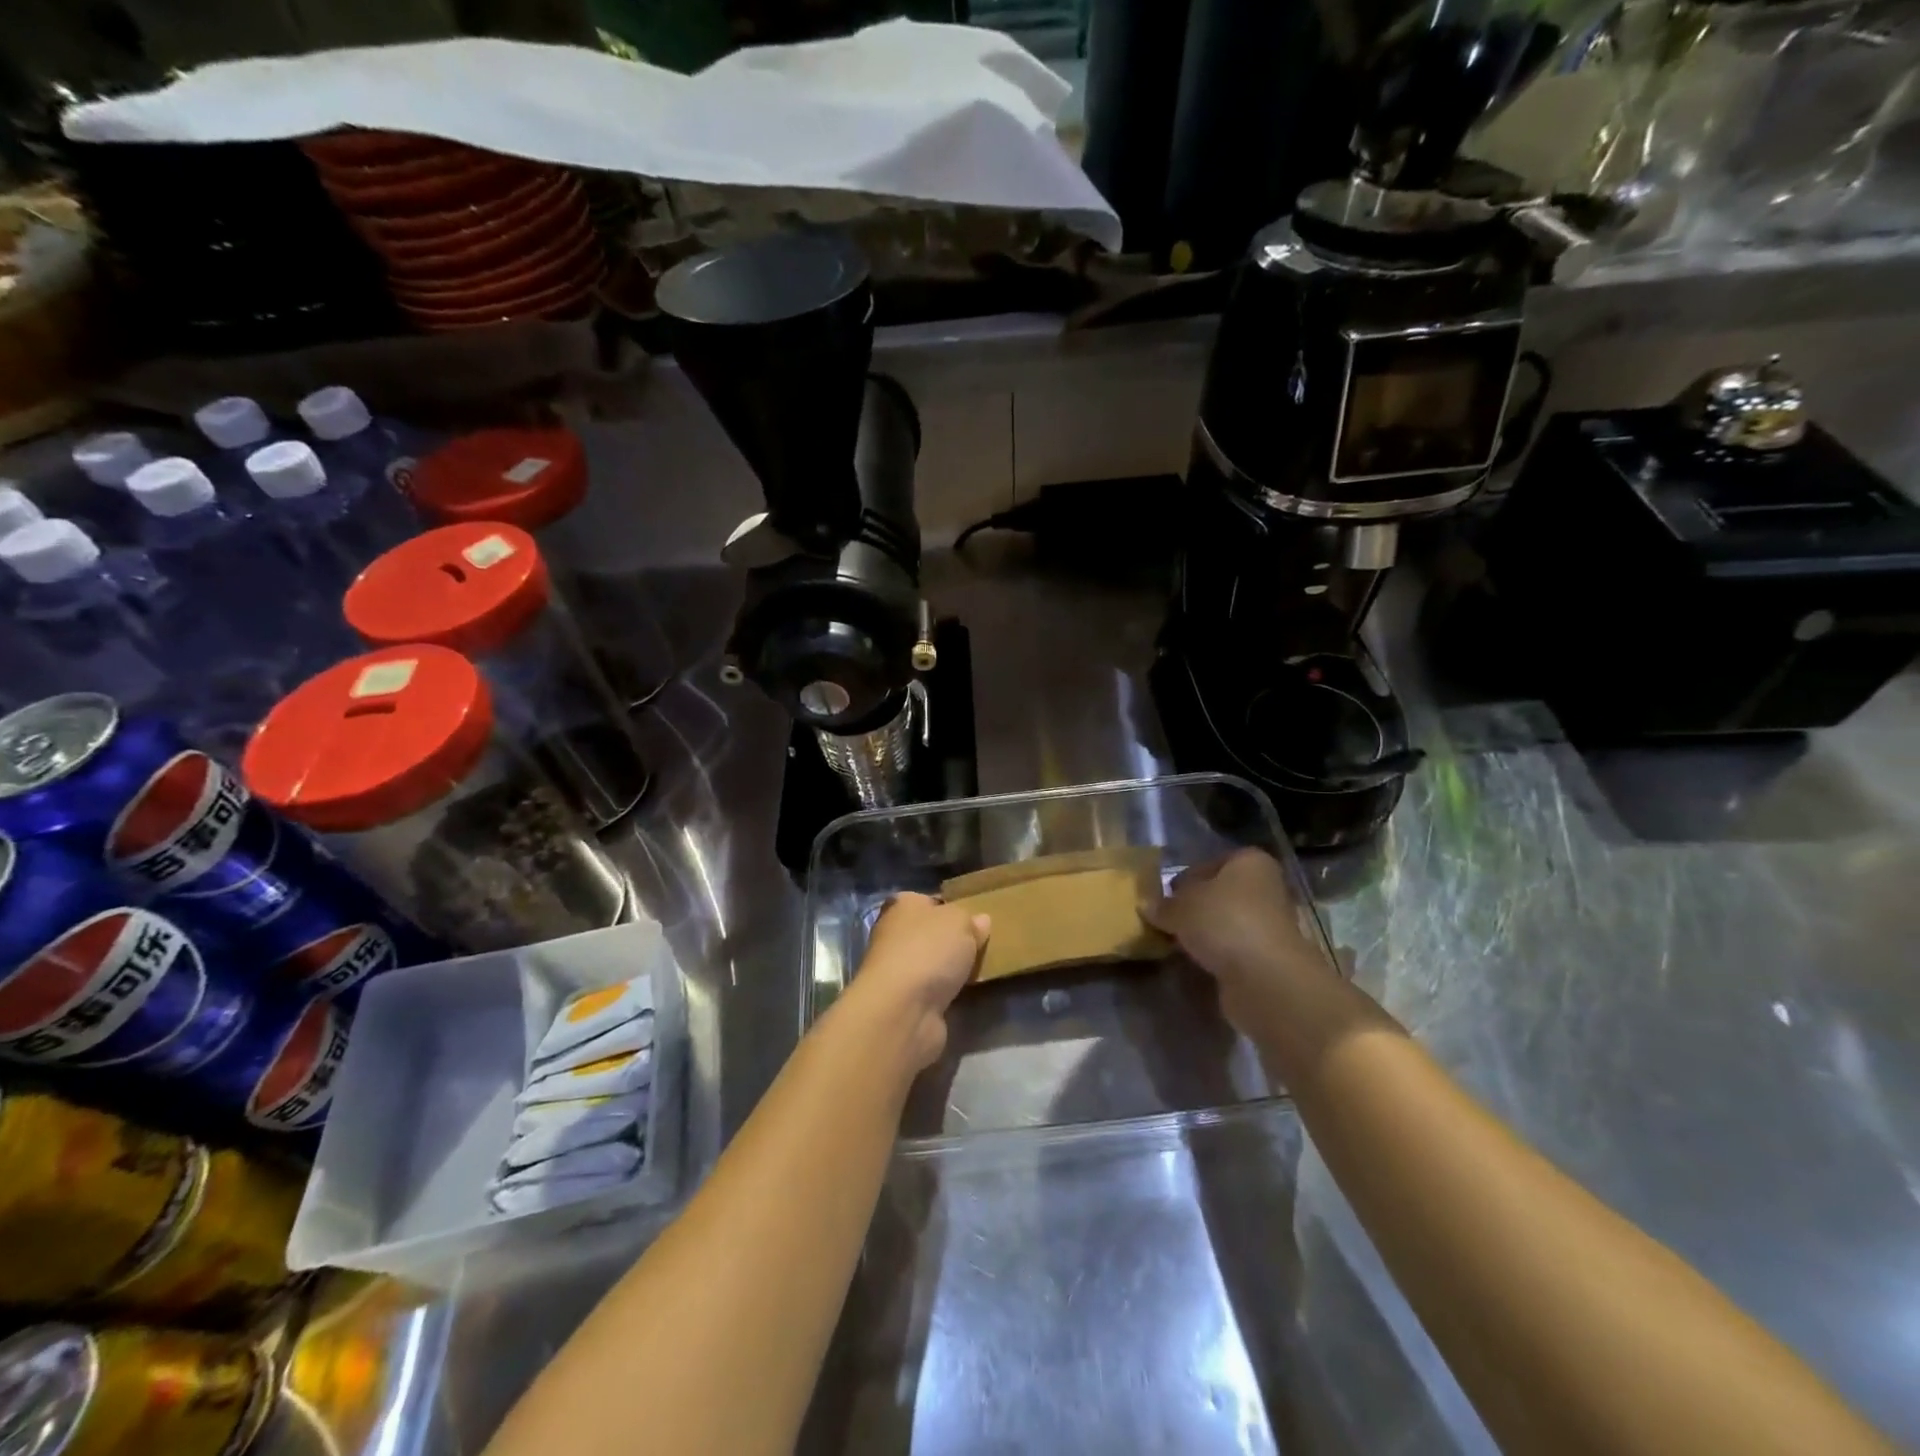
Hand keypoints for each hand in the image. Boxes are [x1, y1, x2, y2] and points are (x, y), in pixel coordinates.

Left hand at [846, 893, 989, 1070]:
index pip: (929, 900)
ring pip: (932, 963)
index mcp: (902, 905)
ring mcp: (897, 970)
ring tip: (981, 970)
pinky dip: (947, 993)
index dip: (951, 907)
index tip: (975, 918)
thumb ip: (971, 920)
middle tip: (983, 945)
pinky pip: (933, 990)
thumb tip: (980, 921)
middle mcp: (893, 934)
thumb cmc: (929, 950)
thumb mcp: (960, 921)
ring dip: (950, 969)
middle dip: (953, 941)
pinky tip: (968, 994)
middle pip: (930, 933)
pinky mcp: (904, 1001)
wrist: (903, 1009)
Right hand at [1145, 849, 1333, 1037]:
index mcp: (1250, 862)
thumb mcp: (1179, 907)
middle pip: (1222, 893)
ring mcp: (1271, 925)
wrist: (1264, 977)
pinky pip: (1234, 949)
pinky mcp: (1269, 957)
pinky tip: (1196, 961)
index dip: (1187, 877)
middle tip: (1167, 919)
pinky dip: (1217, 954)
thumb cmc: (1223, 921)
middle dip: (1197, 906)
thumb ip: (1162, 905)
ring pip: (1228, 922)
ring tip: (1176, 942)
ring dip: (1206, 932)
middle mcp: (1266, 888)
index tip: (1166, 895)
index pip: (1212, 862)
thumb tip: (1147, 906)